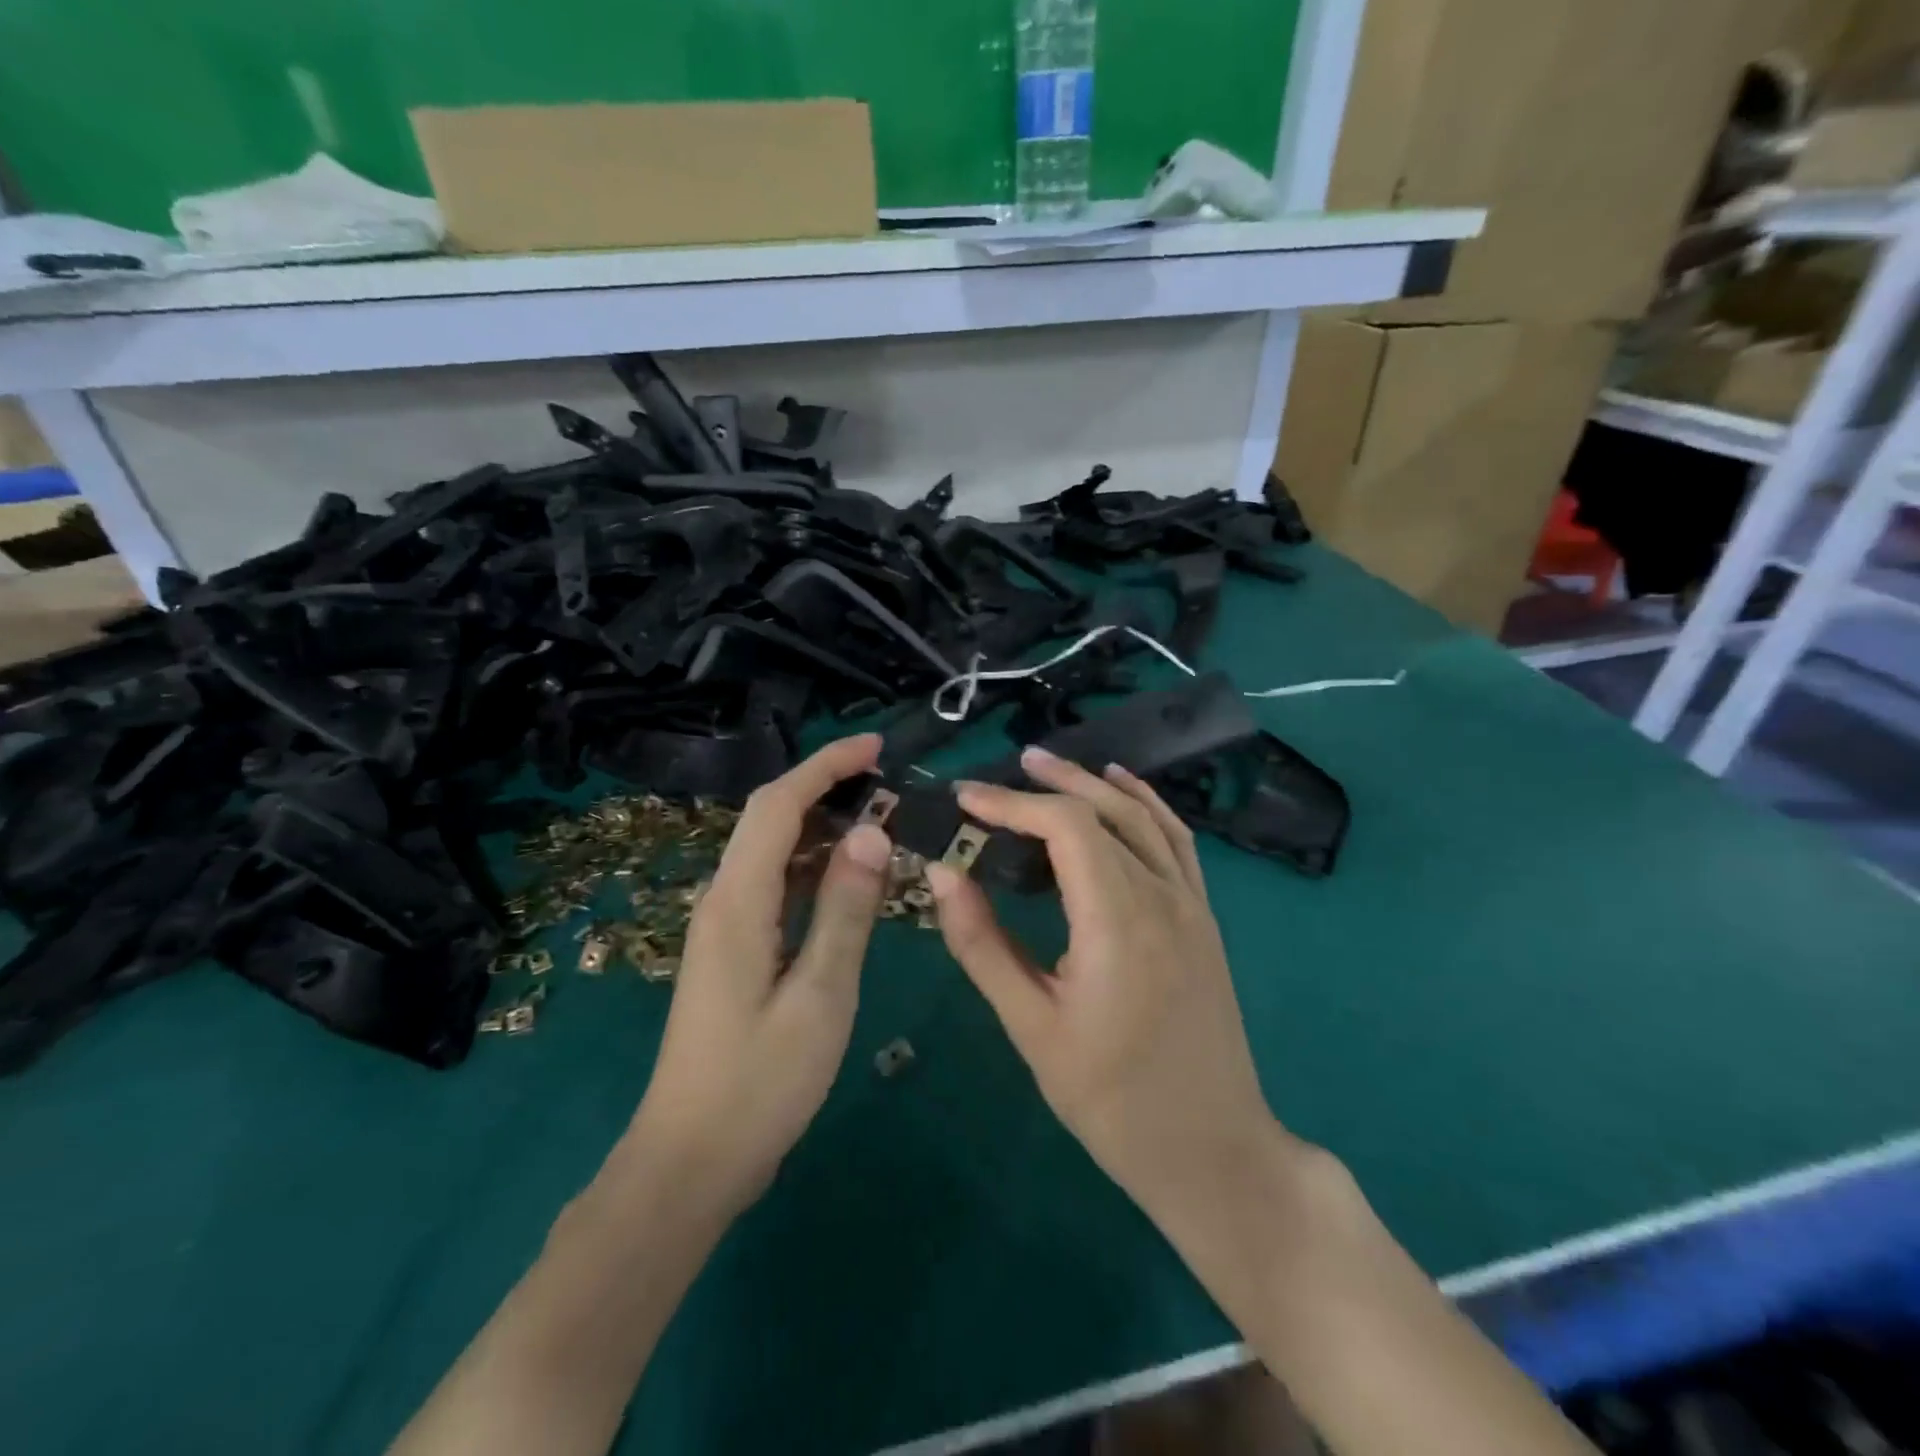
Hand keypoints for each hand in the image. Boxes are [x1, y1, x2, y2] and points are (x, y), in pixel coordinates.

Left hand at [629, 734, 892, 1215]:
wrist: (690, 1162)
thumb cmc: (760, 1084)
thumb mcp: (820, 996)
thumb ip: (846, 910)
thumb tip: (872, 831)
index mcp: (738, 901)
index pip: (778, 805)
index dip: (825, 766)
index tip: (876, 747)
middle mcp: (724, 900)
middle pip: (772, 820)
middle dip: (826, 788)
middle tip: (890, 785)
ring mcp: (726, 926)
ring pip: (775, 853)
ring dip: (824, 829)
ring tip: (883, 824)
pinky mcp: (735, 951)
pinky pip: (776, 887)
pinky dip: (815, 870)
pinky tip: (852, 881)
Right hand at [924, 746, 1278, 1222]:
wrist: (1213, 1152)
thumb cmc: (1113, 1101)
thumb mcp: (1033, 1028)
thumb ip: (983, 945)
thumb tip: (944, 874)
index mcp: (1119, 922)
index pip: (1066, 828)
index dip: (1012, 803)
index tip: (966, 798)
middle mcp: (1162, 897)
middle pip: (1105, 811)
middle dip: (1050, 782)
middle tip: (1000, 771)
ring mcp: (1192, 905)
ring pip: (1144, 817)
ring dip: (1095, 784)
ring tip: (1049, 767)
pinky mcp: (1204, 919)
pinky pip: (1176, 841)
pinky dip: (1146, 805)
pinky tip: (1124, 791)